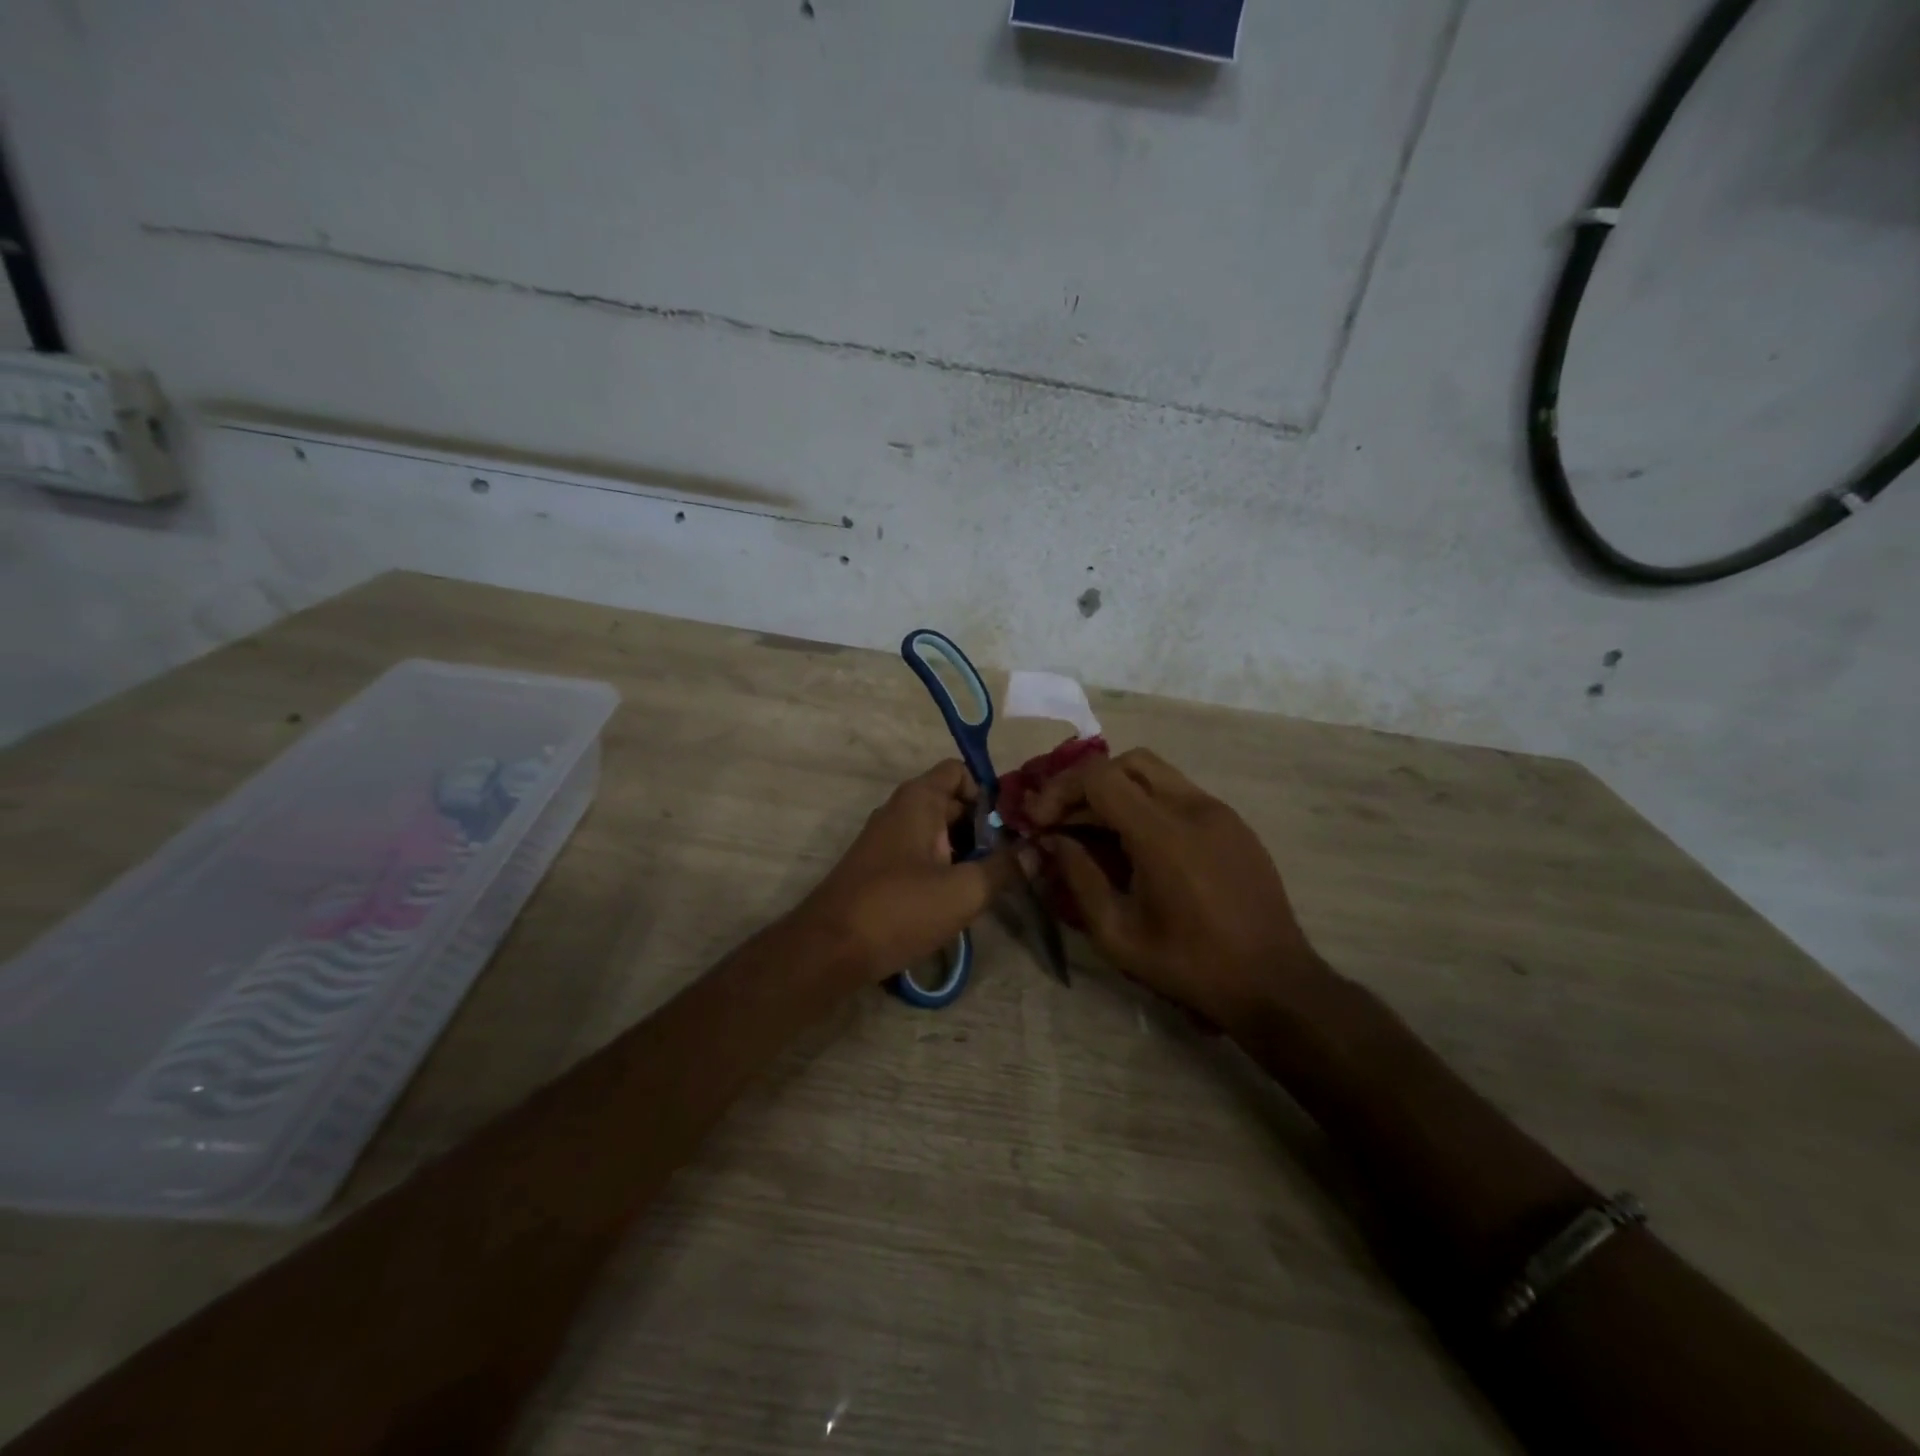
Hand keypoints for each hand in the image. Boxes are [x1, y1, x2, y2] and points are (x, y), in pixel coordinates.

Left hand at [797, 761, 1016, 983]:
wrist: (829, 949)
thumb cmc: (900, 909)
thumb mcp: (964, 890)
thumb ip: (1005, 868)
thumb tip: (1037, 851)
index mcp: (918, 800)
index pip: (959, 771)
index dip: (989, 792)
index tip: (1013, 826)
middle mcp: (900, 810)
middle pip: (952, 802)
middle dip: (983, 827)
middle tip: (1014, 858)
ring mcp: (886, 840)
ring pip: (937, 832)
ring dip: (965, 851)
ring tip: (992, 881)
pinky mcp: (879, 869)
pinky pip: (920, 854)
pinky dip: (943, 867)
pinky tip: (958, 899)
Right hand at [1026, 748, 1323, 1030]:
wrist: (1273, 982)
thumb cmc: (1190, 965)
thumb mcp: (1118, 934)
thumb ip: (1080, 878)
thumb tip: (1054, 841)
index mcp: (1163, 834)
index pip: (1100, 777)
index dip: (1060, 790)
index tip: (1040, 821)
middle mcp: (1192, 808)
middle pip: (1127, 762)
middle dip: (1087, 783)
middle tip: (1064, 818)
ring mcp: (1219, 812)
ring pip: (1156, 773)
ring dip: (1118, 790)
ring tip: (1095, 830)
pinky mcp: (1233, 823)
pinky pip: (1180, 794)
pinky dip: (1147, 802)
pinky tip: (1137, 843)